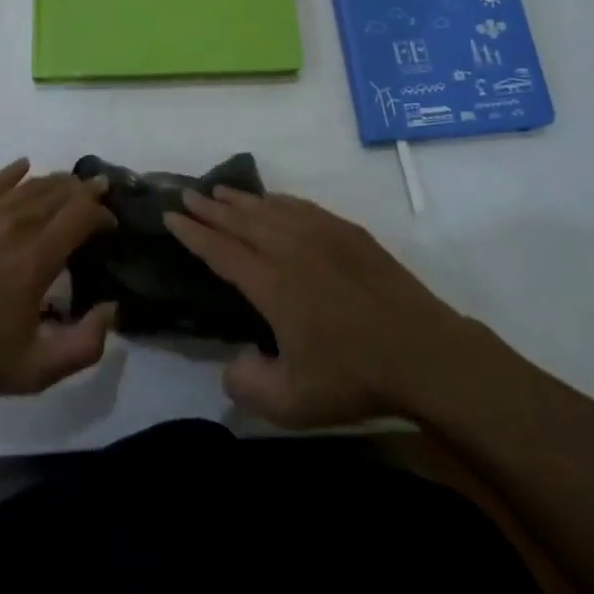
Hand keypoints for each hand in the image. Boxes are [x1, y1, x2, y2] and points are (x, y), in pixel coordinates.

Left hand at [0, 158, 117, 397]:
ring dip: (56, 182)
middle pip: (59, 192)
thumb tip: (111, 309)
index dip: (102, 214)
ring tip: (70, 186)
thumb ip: (84, 345)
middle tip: (100, 193)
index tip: (110, 226)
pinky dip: (14, 173)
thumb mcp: (35, 370)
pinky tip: (24, 166)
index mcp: (36, 258)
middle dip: (85, 191)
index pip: (82, 216)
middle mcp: (15, 225)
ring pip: (30, 185)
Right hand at [165, 188, 476, 427]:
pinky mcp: (348, 233)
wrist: (423, 352)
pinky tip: (273, 200)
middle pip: (240, 219)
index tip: (171, 216)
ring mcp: (322, 234)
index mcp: (271, 283)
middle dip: (210, 207)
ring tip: (220, 191)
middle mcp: (290, 248)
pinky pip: (302, 206)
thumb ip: (247, 384)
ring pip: (270, 208)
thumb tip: (232, 362)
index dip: (192, 233)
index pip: (220, 250)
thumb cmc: (354, 376)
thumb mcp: (292, 403)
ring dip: (241, 199)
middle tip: (187, 193)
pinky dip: (279, 200)